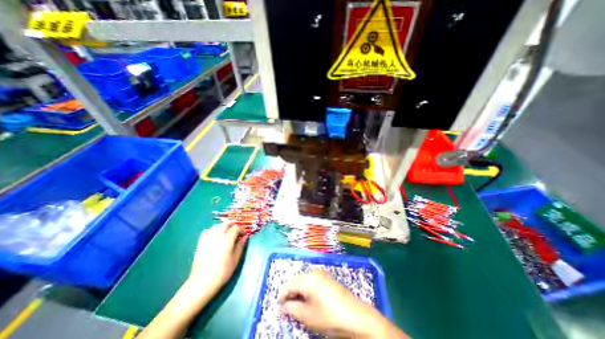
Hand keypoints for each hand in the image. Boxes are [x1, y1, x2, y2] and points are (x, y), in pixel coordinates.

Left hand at [189, 223, 245, 293]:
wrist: (202, 283)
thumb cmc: (222, 272)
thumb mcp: (235, 259)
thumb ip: (240, 245)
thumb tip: (245, 236)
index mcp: (227, 239)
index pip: (236, 227)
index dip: (241, 229)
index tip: (244, 235)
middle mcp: (217, 235)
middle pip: (226, 223)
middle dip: (233, 225)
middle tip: (237, 232)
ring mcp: (207, 238)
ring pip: (217, 225)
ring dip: (223, 226)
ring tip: (227, 233)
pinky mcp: (200, 243)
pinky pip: (207, 231)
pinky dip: (212, 230)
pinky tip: (215, 236)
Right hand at [277, 273, 408, 338]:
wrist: (356, 317)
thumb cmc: (329, 316)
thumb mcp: (307, 316)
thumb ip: (292, 309)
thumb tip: (284, 306)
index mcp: (307, 278)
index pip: (288, 285)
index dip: (282, 296)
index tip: (279, 307)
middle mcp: (314, 272)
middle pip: (297, 281)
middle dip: (291, 294)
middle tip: (289, 309)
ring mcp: (322, 274)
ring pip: (305, 281)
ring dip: (300, 292)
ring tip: (299, 307)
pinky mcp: (328, 279)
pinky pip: (313, 282)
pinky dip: (308, 291)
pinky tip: (311, 301)